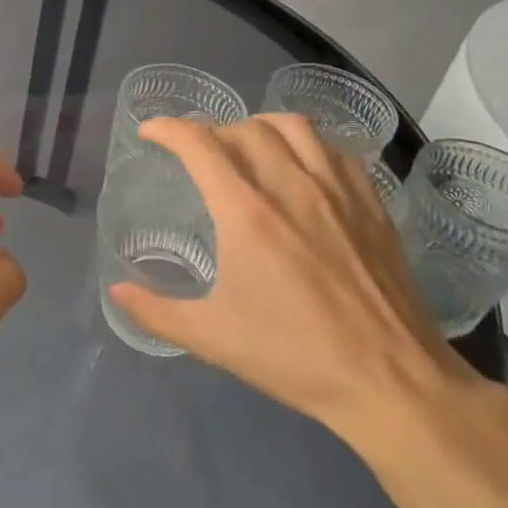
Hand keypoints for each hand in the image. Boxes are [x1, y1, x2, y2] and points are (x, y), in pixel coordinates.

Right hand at [110, 115, 476, 450]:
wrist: (391, 382)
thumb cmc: (294, 357)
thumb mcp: (212, 338)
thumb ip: (156, 311)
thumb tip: (117, 291)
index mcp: (247, 214)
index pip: (200, 146)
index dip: (168, 129)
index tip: (150, 131)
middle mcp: (292, 187)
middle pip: (245, 128)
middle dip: (211, 130)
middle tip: (198, 153)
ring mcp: (338, 192)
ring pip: (295, 126)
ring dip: (260, 126)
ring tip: (248, 145)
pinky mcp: (372, 204)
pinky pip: (336, 149)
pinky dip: (309, 143)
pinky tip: (303, 166)